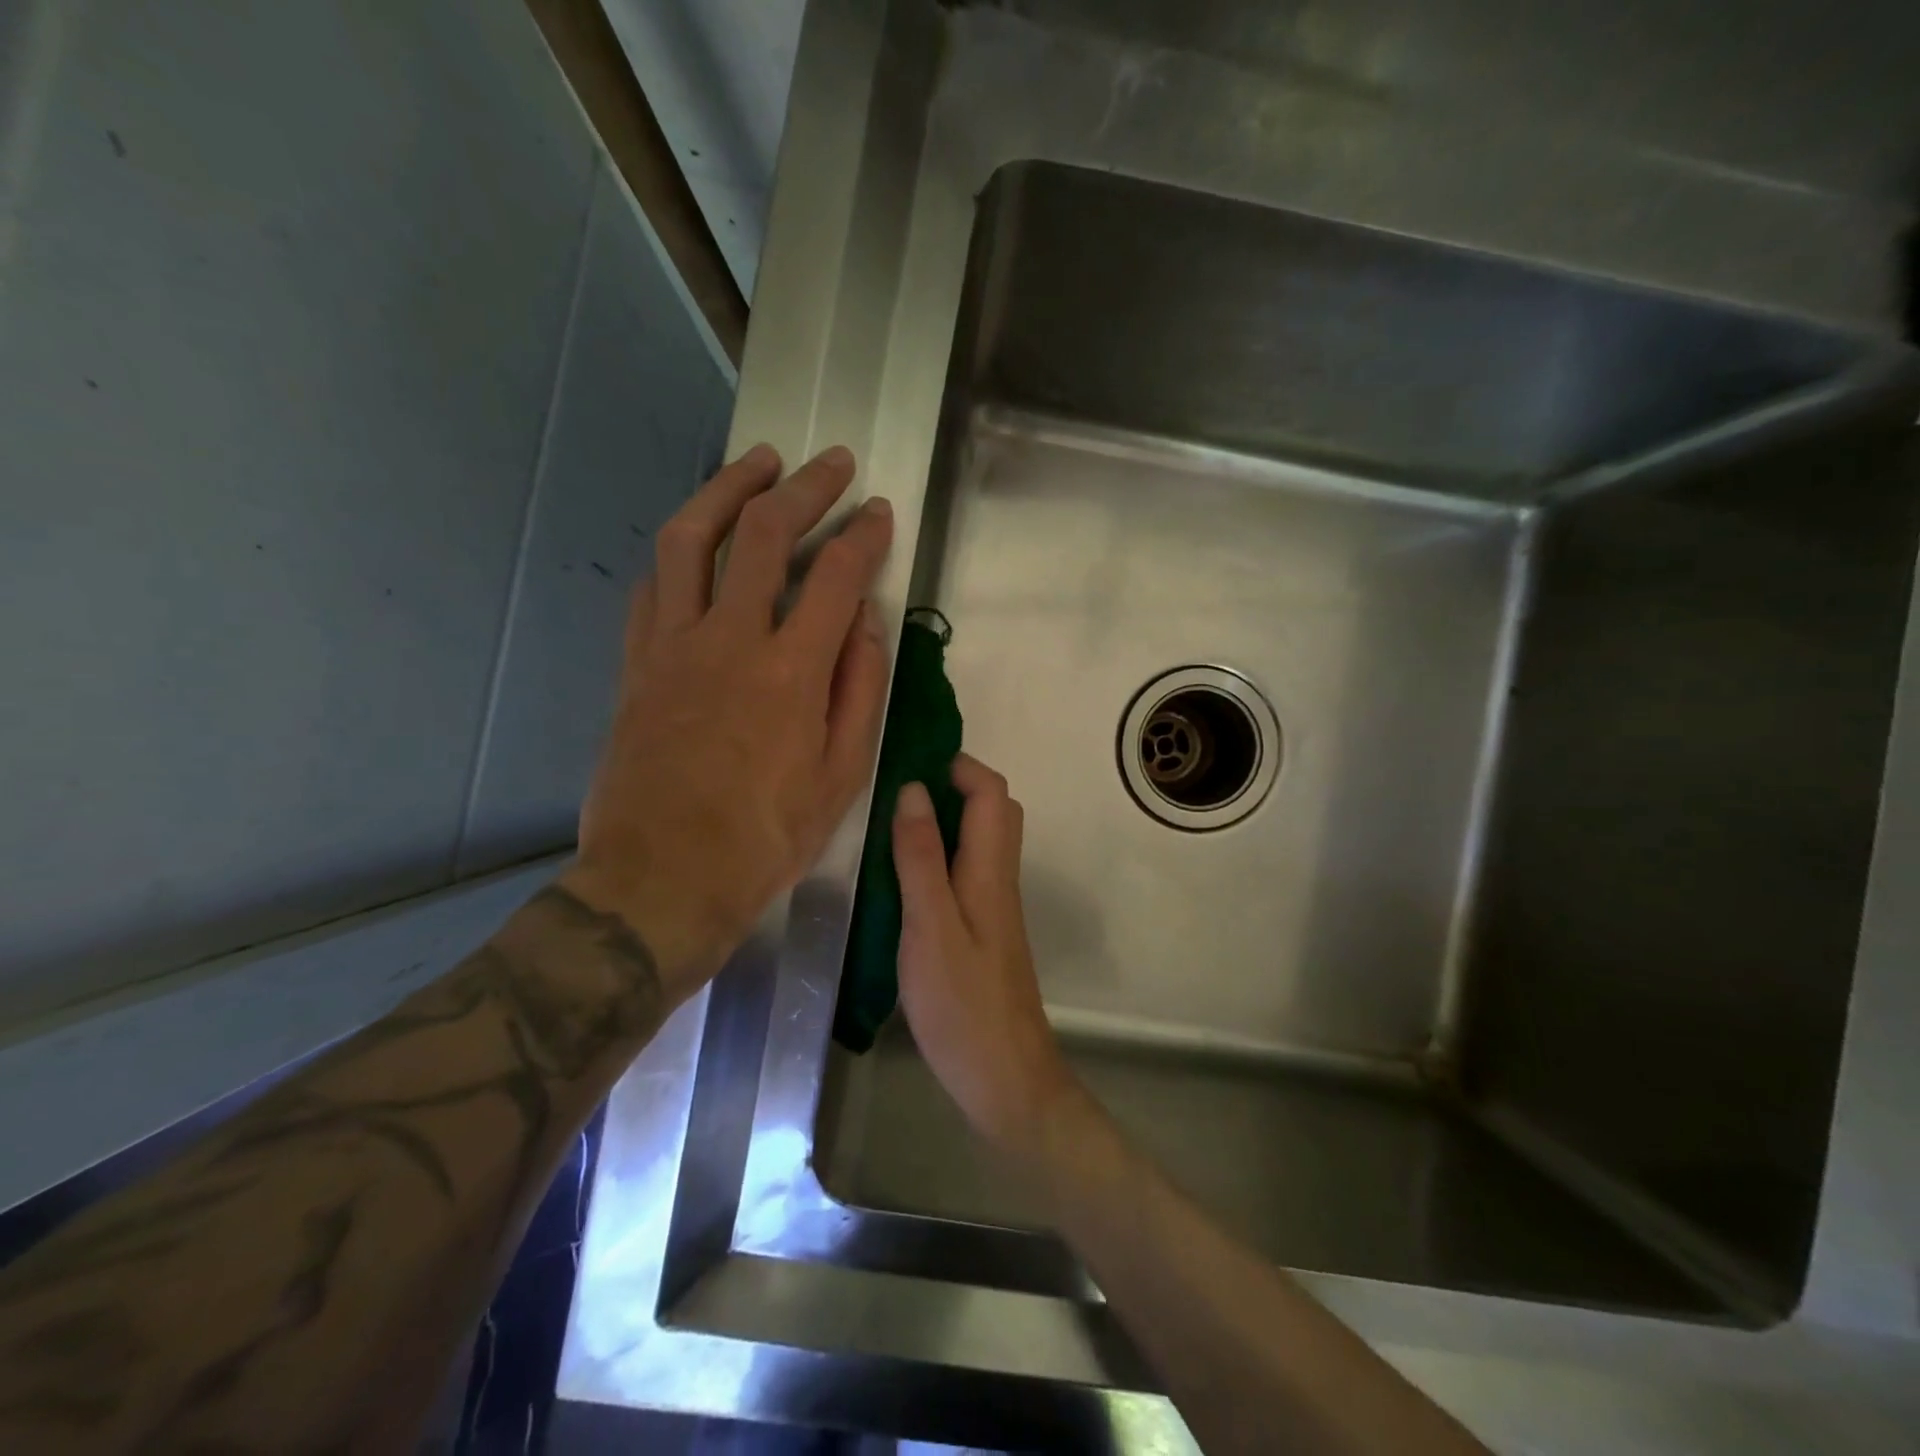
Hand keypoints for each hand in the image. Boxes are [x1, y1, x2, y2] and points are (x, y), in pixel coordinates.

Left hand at [564, 444, 892, 998]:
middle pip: (764, 534)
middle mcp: (729, 639)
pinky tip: (698, 536)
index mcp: (791, 671)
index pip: (836, 576)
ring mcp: (673, 645)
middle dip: (805, 488)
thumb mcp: (842, 774)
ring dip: (728, 488)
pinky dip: (679, 548)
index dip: (864, 534)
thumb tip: (865, 621)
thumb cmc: (767, 836)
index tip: (880, 511)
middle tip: (831, 463)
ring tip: (758, 462)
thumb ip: (860, 689)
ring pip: (691, 538)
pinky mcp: (637, 662)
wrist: (663, 877)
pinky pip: (653, 584)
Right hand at [893, 754, 1076, 1151]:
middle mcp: (997, 878)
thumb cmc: (962, 1005)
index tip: (908, 759)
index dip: (957, 765)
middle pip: (991, 810)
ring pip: (977, 840)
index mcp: (989, 870)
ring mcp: (992, 905)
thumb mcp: (930, 927)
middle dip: (950, 784)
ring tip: (888, 821)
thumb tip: (913, 789)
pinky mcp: (981, 929)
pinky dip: (937, 854)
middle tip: (893, 789)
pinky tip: (900, 874)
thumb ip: (920, 859)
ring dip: (942, 818)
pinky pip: (964, 870)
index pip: (990, 792)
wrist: (1005, 1078)